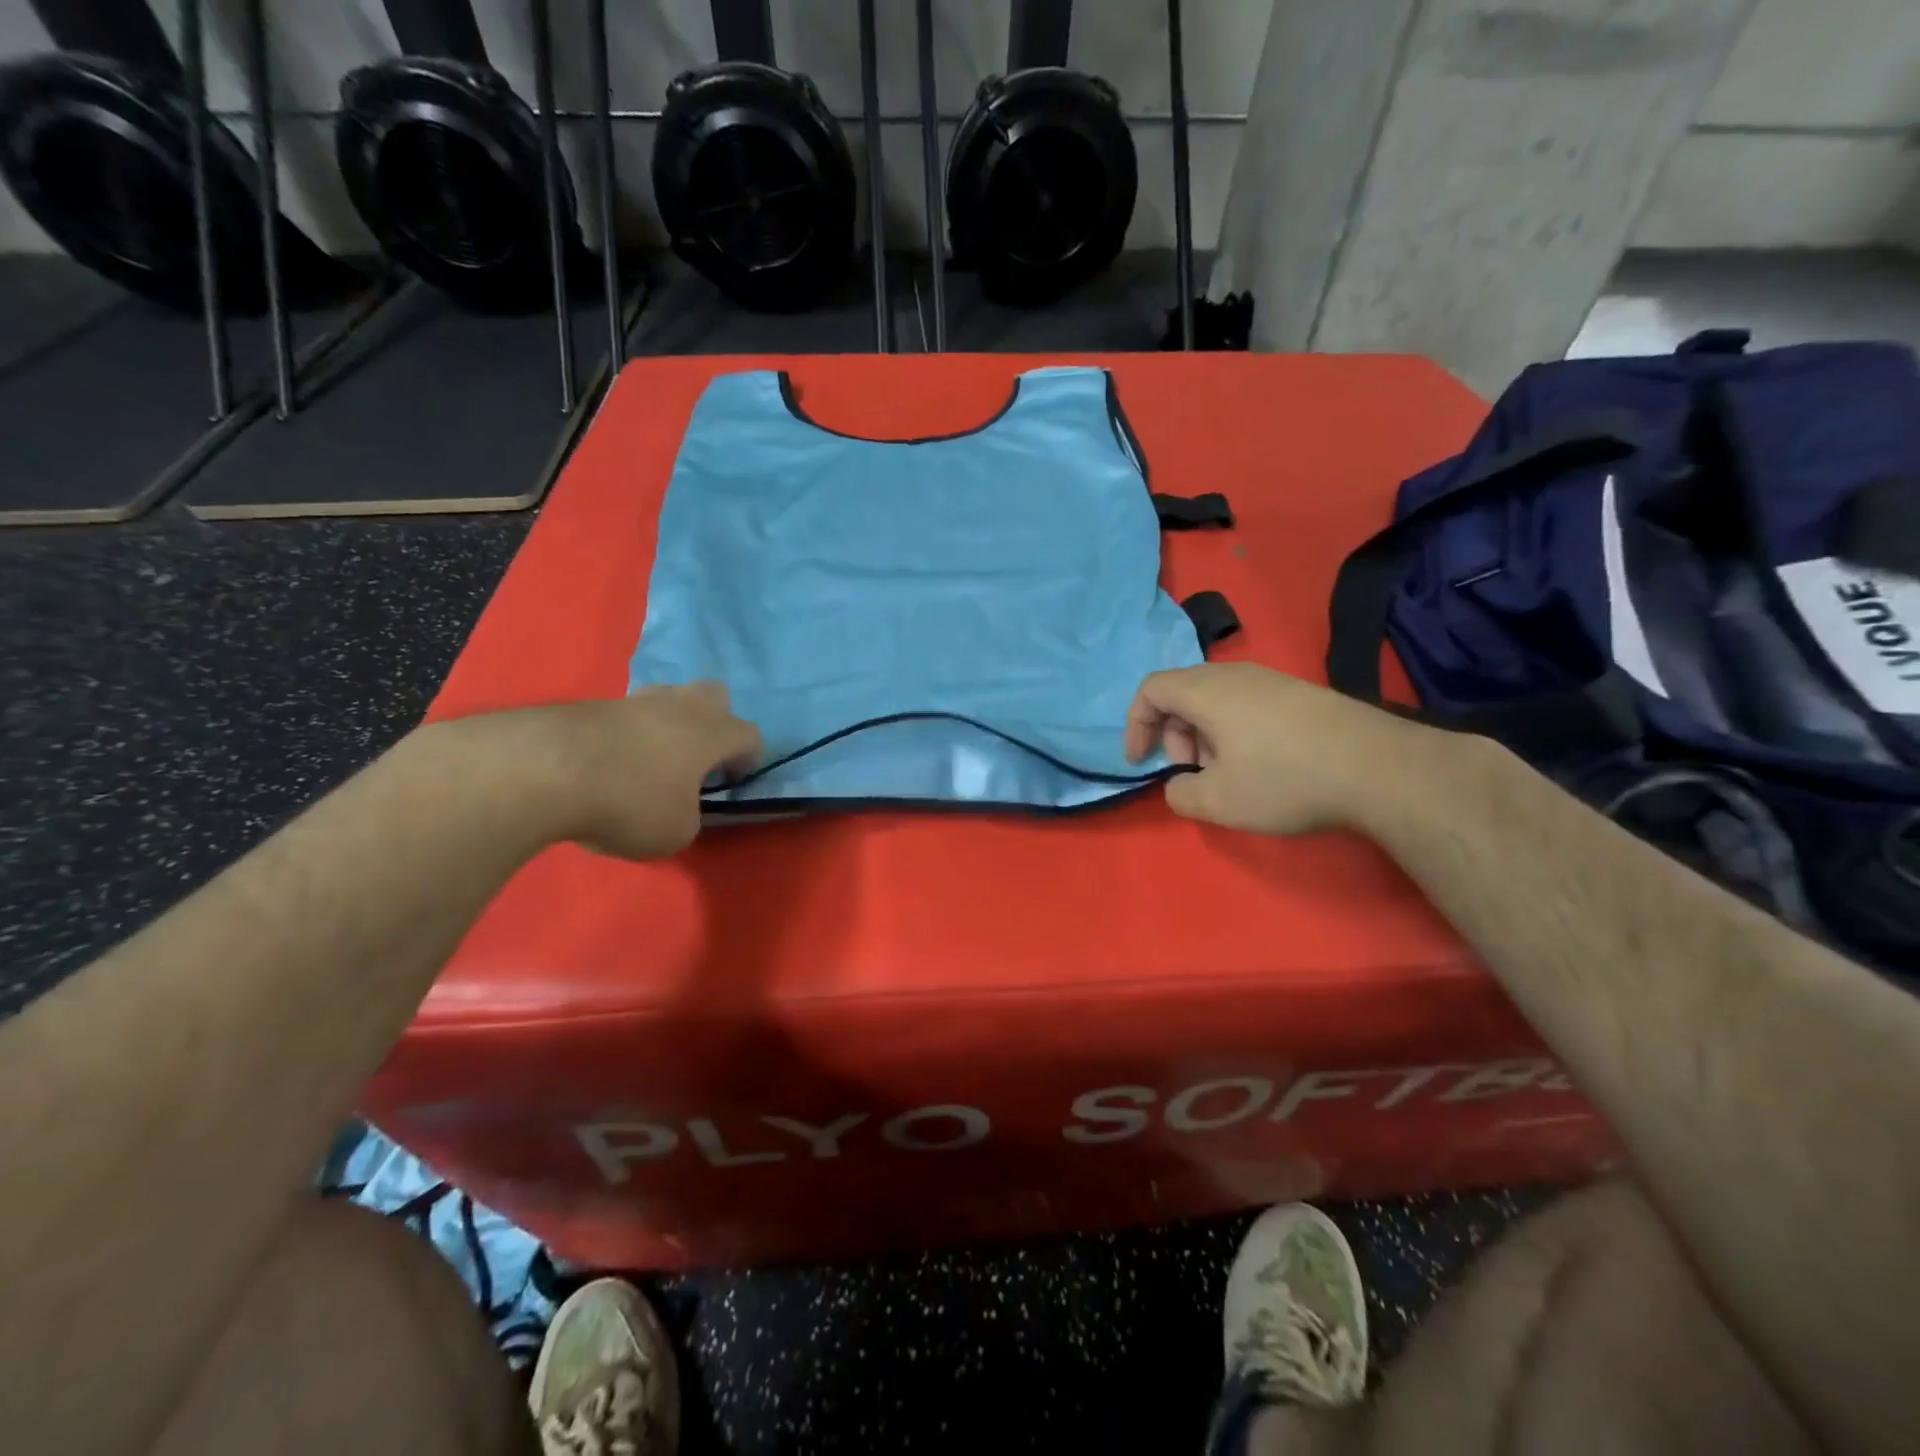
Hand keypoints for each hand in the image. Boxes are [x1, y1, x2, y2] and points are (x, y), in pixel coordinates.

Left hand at [429, 683, 760, 861]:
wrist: (543, 770)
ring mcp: (633, 700)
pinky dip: (626, 735)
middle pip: (714, 696)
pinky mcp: (591, 705)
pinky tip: (608, 765)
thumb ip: (689, 816)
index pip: (750, 735)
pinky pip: (626, 715)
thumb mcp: (676, 832)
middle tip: (698, 758)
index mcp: (712, 732)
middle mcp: (680, 706)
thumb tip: (678, 807)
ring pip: (667, 699)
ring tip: (651, 761)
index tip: (729, 784)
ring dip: (668, 724)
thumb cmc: (629, 802)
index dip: (747, 761)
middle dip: (715, 722)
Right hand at [1124, 663, 1420, 834]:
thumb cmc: (1284, 780)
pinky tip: (1261, 765)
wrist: (1379, 768)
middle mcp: (1235, 674)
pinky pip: (1247, 703)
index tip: (1140, 762)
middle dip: (1173, 734)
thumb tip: (1179, 786)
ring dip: (1204, 735)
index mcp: (1206, 691)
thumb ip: (1180, 795)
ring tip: (1226, 773)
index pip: (1151, 690)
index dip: (1135, 725)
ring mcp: (1272, 680)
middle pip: (1182, 692)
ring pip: (1216, 699)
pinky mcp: (1300, 693)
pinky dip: (1234, 730)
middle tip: (1190, 772)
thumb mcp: (1218, 801)